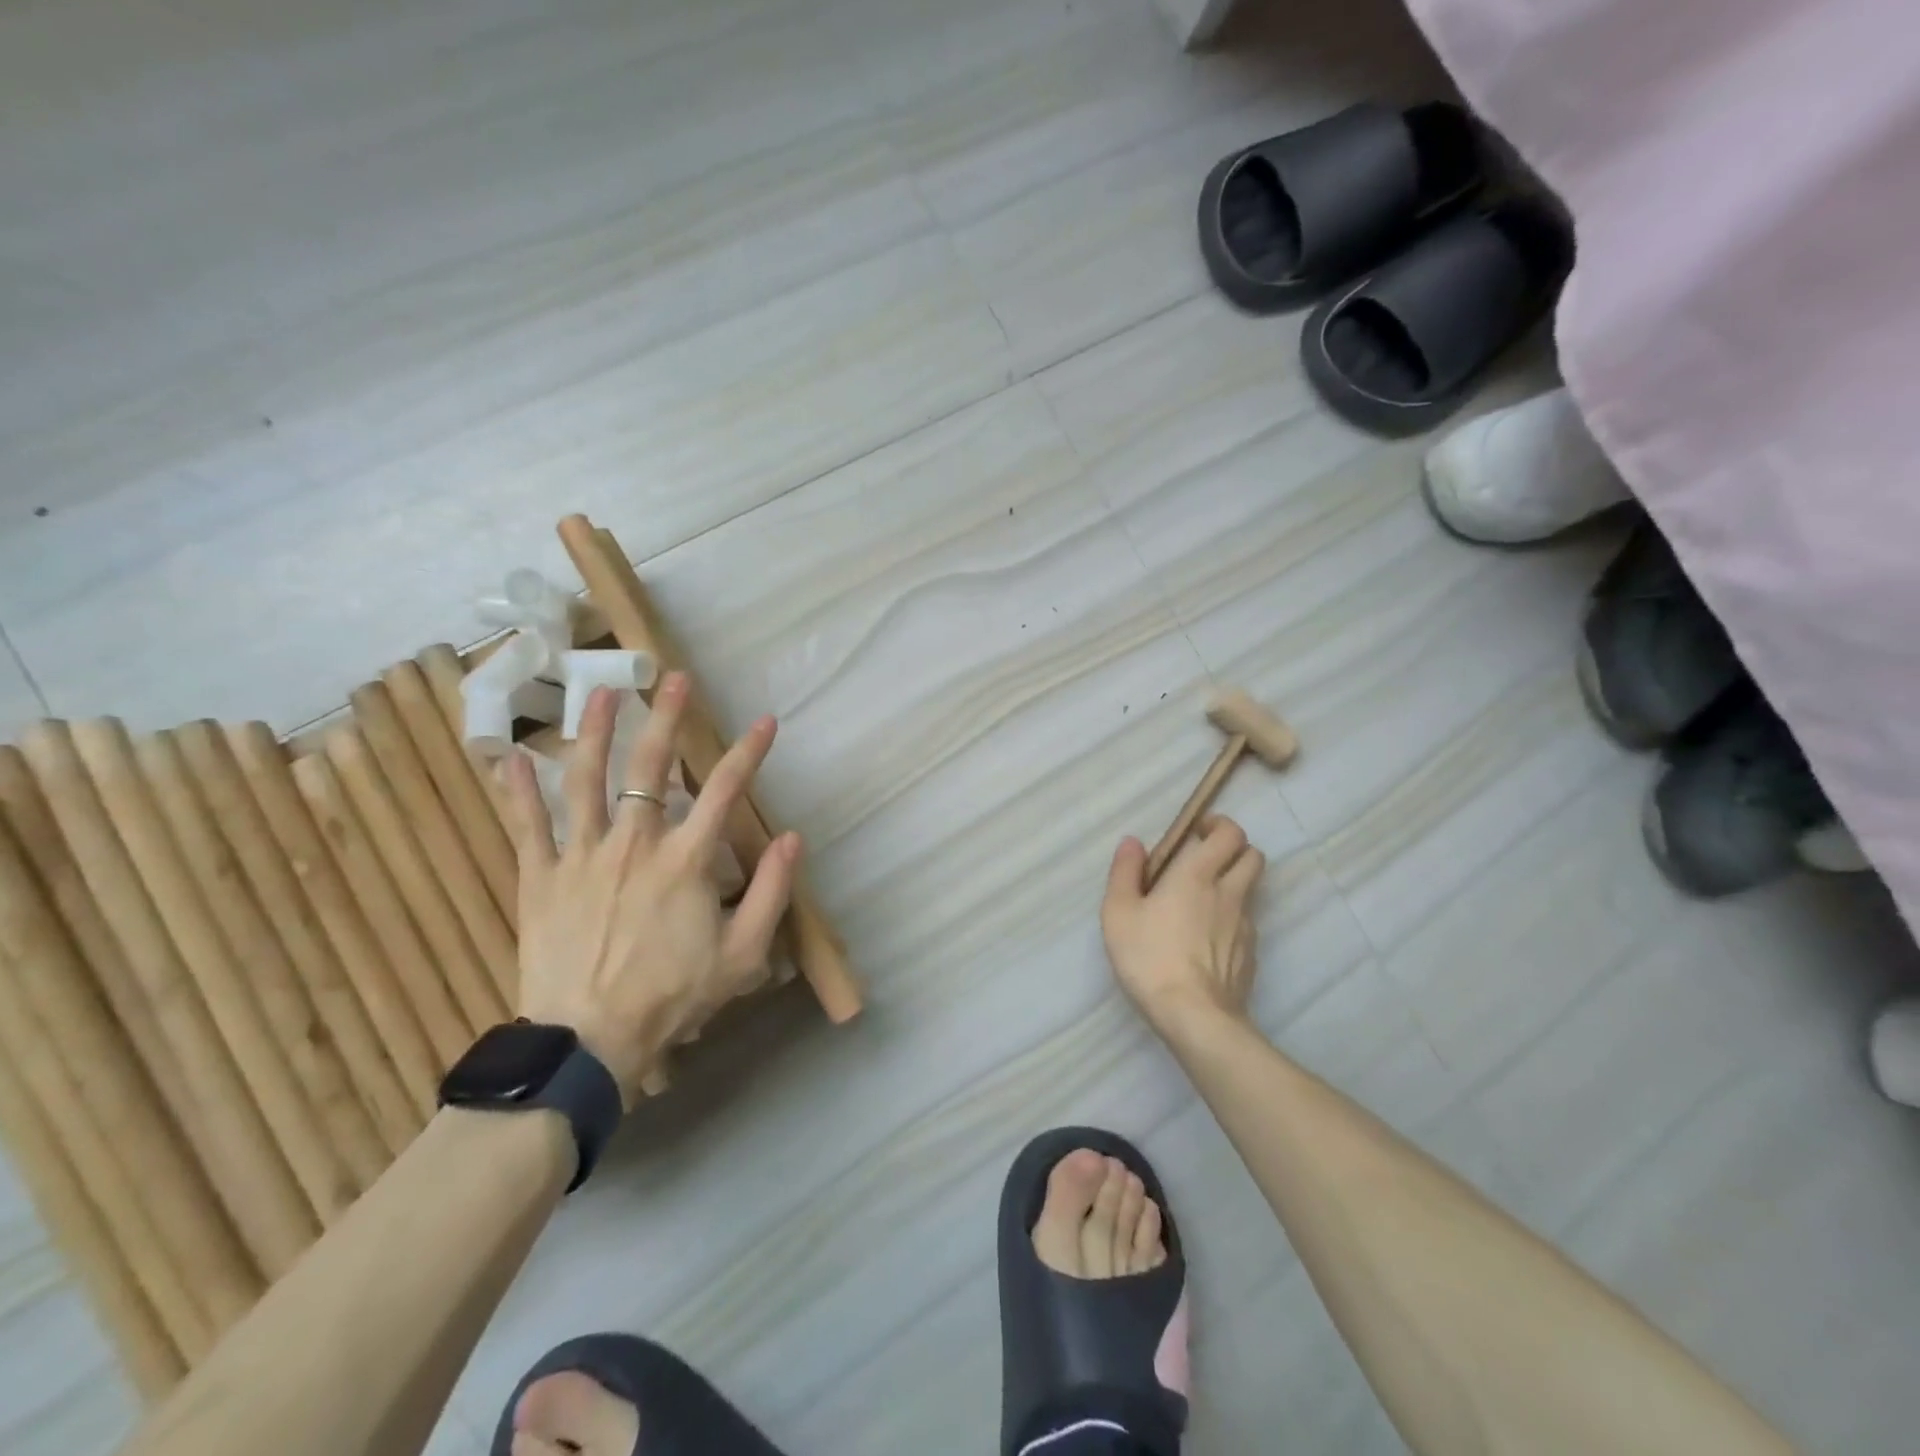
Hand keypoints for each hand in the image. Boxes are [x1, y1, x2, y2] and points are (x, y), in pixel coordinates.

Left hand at [503, 674, 799, 1104]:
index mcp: (685, 861)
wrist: (588, 1041)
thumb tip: (791, 838)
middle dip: (666, 718)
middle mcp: (633, 844)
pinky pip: (526, 826)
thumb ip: (772, 892)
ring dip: (594, 732)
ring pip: (584, 781)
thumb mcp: (743, 955)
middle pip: (650, 768)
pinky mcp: (539, 878)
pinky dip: (515, 790)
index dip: (748, 752)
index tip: (765, 721)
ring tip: (601, 692)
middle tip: (674, 680)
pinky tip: (508, 756)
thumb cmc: (673, 997)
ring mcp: (580, 857)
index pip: (724, 791)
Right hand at [1101, 816, 1264, 1036]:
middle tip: (1205, 860)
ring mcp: (1245, 925)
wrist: (1194, 1016)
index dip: (1218, 825)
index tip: (1197, 832)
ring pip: (1252, 889)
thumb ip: (1124, 872)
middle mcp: (1229, 892)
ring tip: (1204, 900)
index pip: (1229, 833)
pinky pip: (1247, 923)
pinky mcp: (1250, 954)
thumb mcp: (1118, 912)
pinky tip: (1208, 938)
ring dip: (1234, 883)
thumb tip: (1133, 842)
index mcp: (1196, 874)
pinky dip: (1233, 918)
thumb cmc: (1149, 957)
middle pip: (1252, 855)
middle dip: (1233, 850)